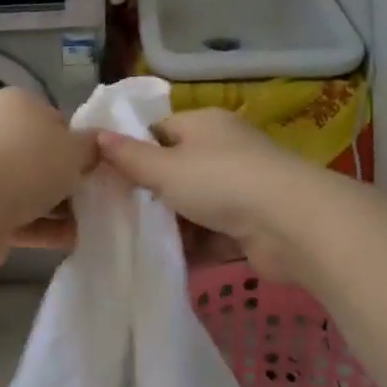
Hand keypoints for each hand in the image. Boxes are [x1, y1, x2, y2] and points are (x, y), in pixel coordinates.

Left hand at [0, 88, 96, 267]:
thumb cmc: (30, 162)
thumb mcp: (76, 147)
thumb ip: (93, 146)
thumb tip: (98, 146)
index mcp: (17, 104)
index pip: (57, 120)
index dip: (81, 143)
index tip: (100, 165)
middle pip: (44, 158)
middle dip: (71, 180)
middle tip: (101, 197)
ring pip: (33, 190)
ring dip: (61, 209)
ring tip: (94, 224)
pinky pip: (22, 218)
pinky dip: (46, 228)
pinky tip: (75, 241)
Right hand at [96, 108, 320, 282]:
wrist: (291, 224)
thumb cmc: (220, 181)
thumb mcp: (164, 167)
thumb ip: (128, 156)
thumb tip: (95, 135)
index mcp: (204, 124)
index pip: (159, 130)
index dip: (134, 151)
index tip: (108, 176)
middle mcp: (225, 150)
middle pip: (177, 170)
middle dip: (152, 194)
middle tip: (119, 214)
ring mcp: (243, 188)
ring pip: (195, 205)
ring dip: (174, 225)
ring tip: (138, 243)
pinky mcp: (253, 224)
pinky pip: (215, 234)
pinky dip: (197, 246)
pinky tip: (170, 262)